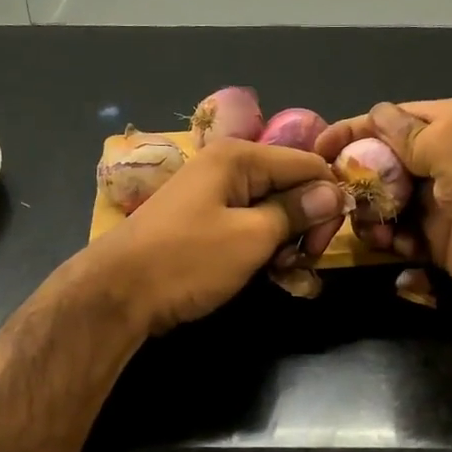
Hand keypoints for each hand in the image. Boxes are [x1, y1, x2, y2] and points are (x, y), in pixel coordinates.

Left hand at [84, 139, 348, 333]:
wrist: (117, 293)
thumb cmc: (187, 260)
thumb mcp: (251, 237)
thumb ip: (296, 212)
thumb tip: (335, 193)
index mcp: (239, 157)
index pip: (308, 164)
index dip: (328, 200)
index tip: (324, 242)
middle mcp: (227, 167)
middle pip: (291, 186)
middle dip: (305, 224)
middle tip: (301, 262)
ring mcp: (213, 195)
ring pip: (272, 210)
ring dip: (285, 241)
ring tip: (280, 272)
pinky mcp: (205, 222)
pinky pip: (249, 226)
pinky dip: (263, 248)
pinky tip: (266, 274)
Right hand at [315, 99, 451, 308]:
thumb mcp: (448, 144)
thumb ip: (405, 134)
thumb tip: (374, 114)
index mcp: (448, 125)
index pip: (390, 120)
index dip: (354, 130)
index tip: (318, 148)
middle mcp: (441, 161)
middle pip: (384, 164)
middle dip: (357, 178)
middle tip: (336, 195)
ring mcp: (440, 202)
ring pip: (387, 203)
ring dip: (370, 213)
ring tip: (367, 225)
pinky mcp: (439, 241)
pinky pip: (402, 237)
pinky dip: (390, 240)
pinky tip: (390, 245)